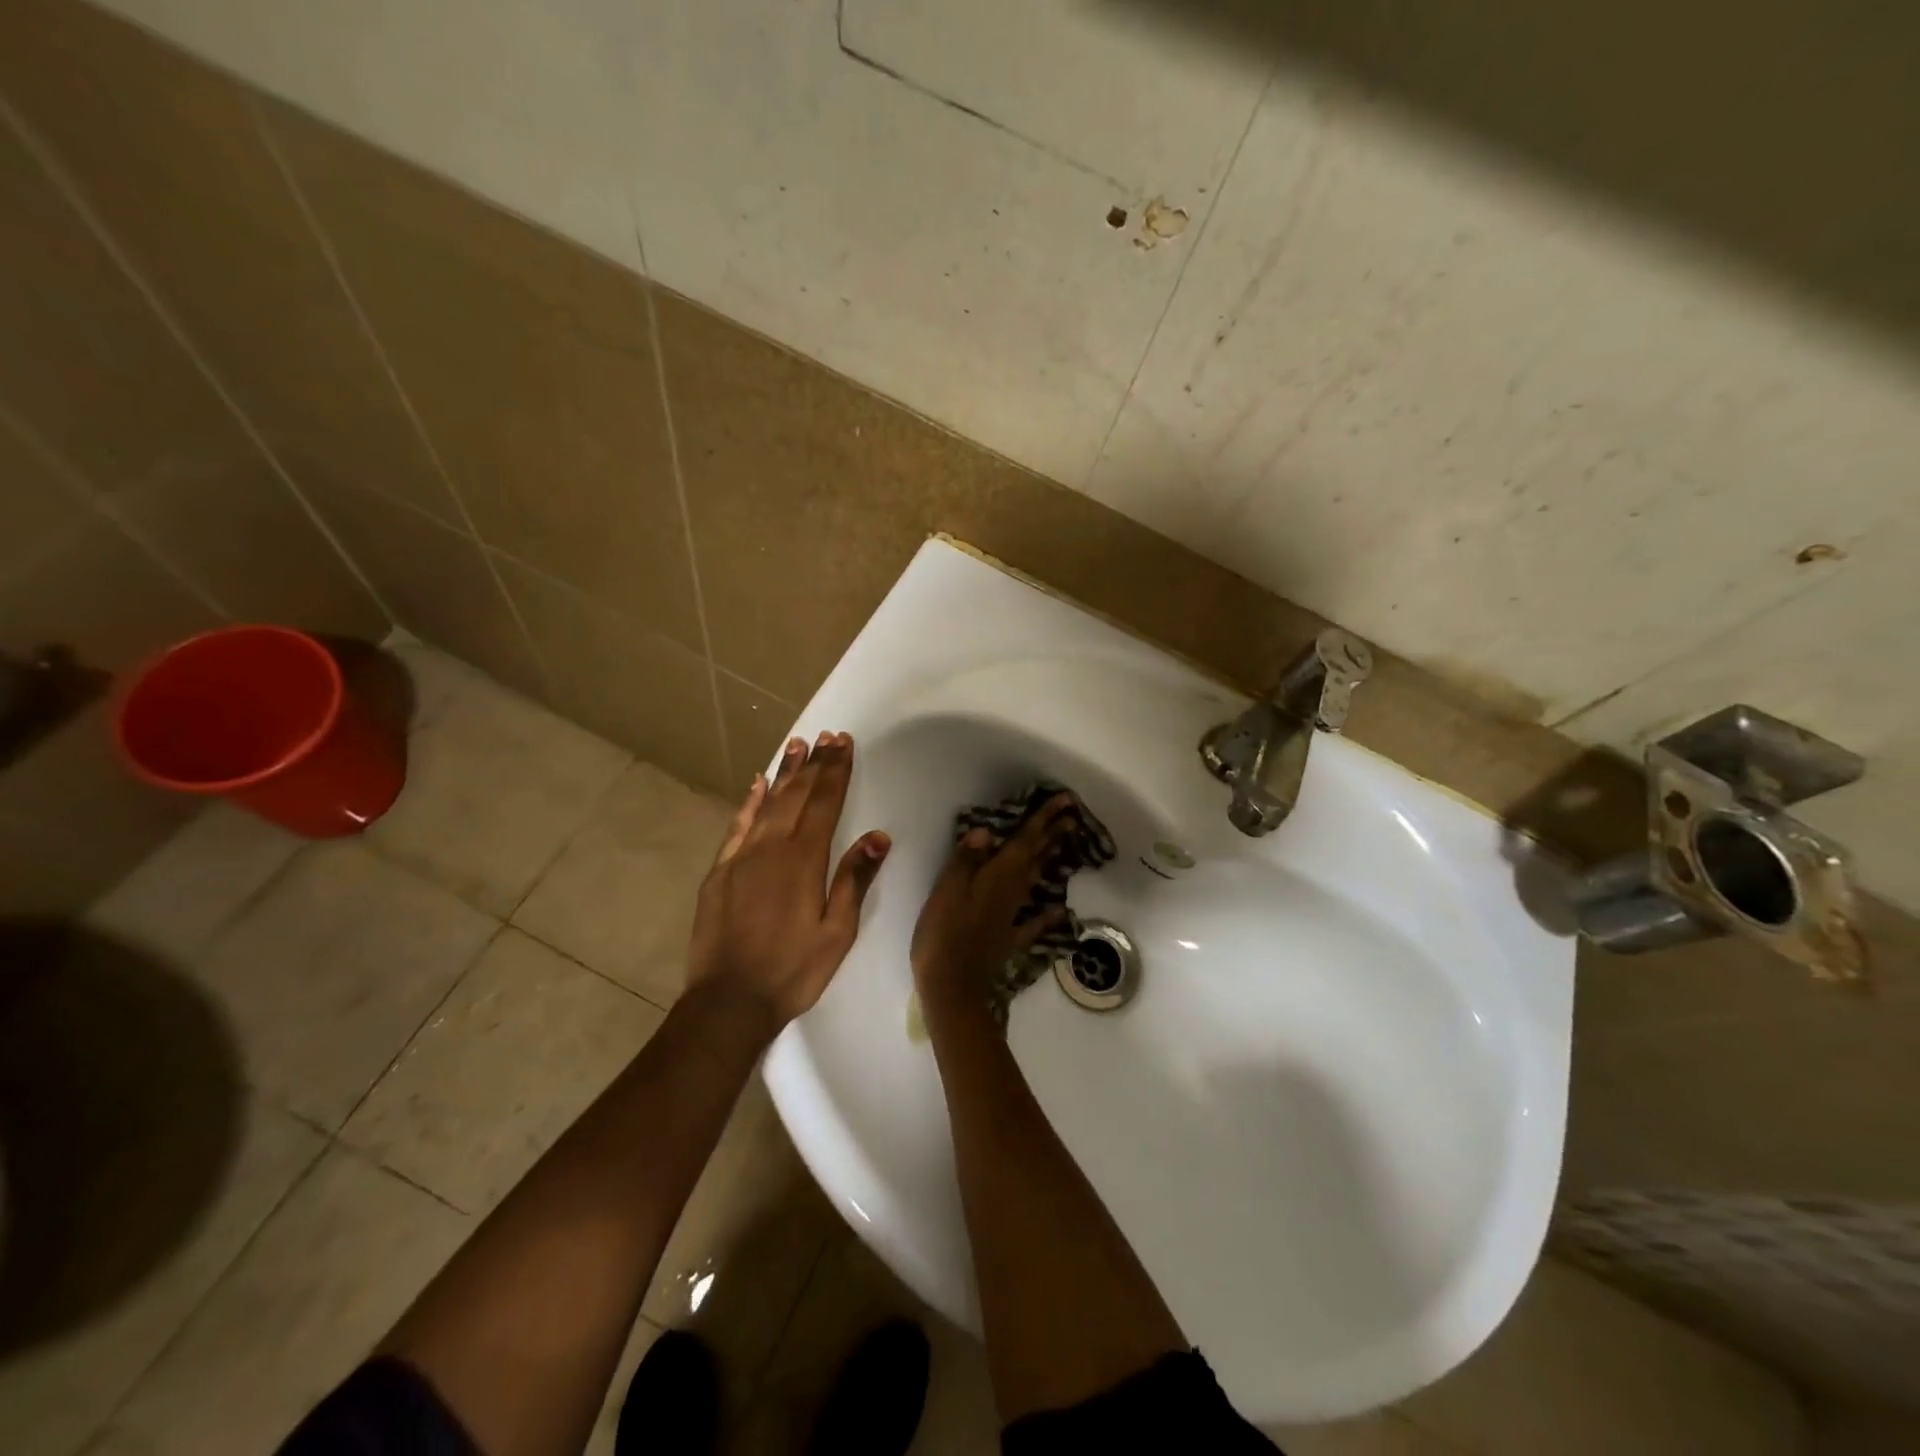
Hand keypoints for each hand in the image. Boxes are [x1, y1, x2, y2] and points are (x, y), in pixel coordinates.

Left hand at [686, 732, 889, 1033]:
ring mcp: (741, 857)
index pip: (824, 803)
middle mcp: (771, 848)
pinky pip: (737, 826)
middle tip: (826, 736)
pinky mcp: (720, 872)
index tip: (843, 743)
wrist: (728, 1002)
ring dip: (784, 772)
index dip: (836, 771)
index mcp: (804, 860)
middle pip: (797, 795)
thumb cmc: (792, 970)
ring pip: (767, 803)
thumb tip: (878, 835)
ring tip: (797, 744)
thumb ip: (855, 880)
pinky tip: (757, 784)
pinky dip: (749, 802)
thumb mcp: (837, 932)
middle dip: (814, 764)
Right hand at [910, 792, 1077, 1017]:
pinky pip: (1032, 923)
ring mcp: (1012, 917)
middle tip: (1072, 815)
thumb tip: (989, 830)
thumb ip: (966, 859)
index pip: (1024, 841)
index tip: (1065, 801)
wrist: (952, 985)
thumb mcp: (947, 890)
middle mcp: (1010, 892)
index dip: (1043, 819)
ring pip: (1035, 882)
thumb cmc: (943, 932)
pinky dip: (1046, 915)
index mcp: (996, 876)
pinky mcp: (1008, 939)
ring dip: (1049, 861)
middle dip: (1052, 834)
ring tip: (1063, 845)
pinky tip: (1059, 909)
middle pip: (1035, 857)